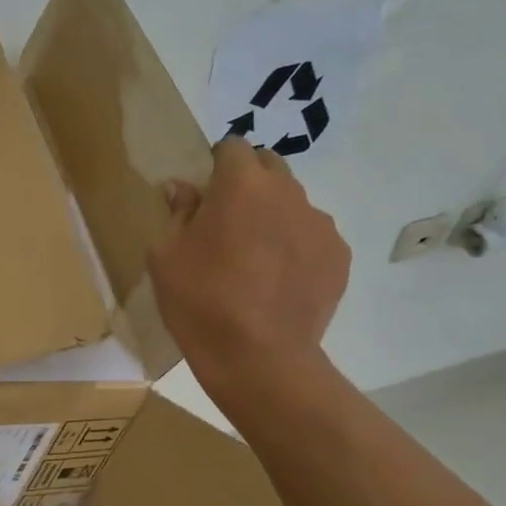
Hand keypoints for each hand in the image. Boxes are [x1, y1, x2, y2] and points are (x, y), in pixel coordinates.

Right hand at [149, 138, 349, 388]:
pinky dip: (296, 245)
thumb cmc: (200, 300)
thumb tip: (182, 188)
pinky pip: (313, 235)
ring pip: (293, 202)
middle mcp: (287, 193)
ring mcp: (319, 224)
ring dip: (274, 214)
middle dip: (248, 181)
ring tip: (256, 256)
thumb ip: (178, 212)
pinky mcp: (339, 256)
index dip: (216, 164)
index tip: (204, 192)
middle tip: (227, 220)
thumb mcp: (166, 254)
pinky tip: (278, 278)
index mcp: (241, 184)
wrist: (259, 358)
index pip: (232, 147)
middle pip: (269, 166)